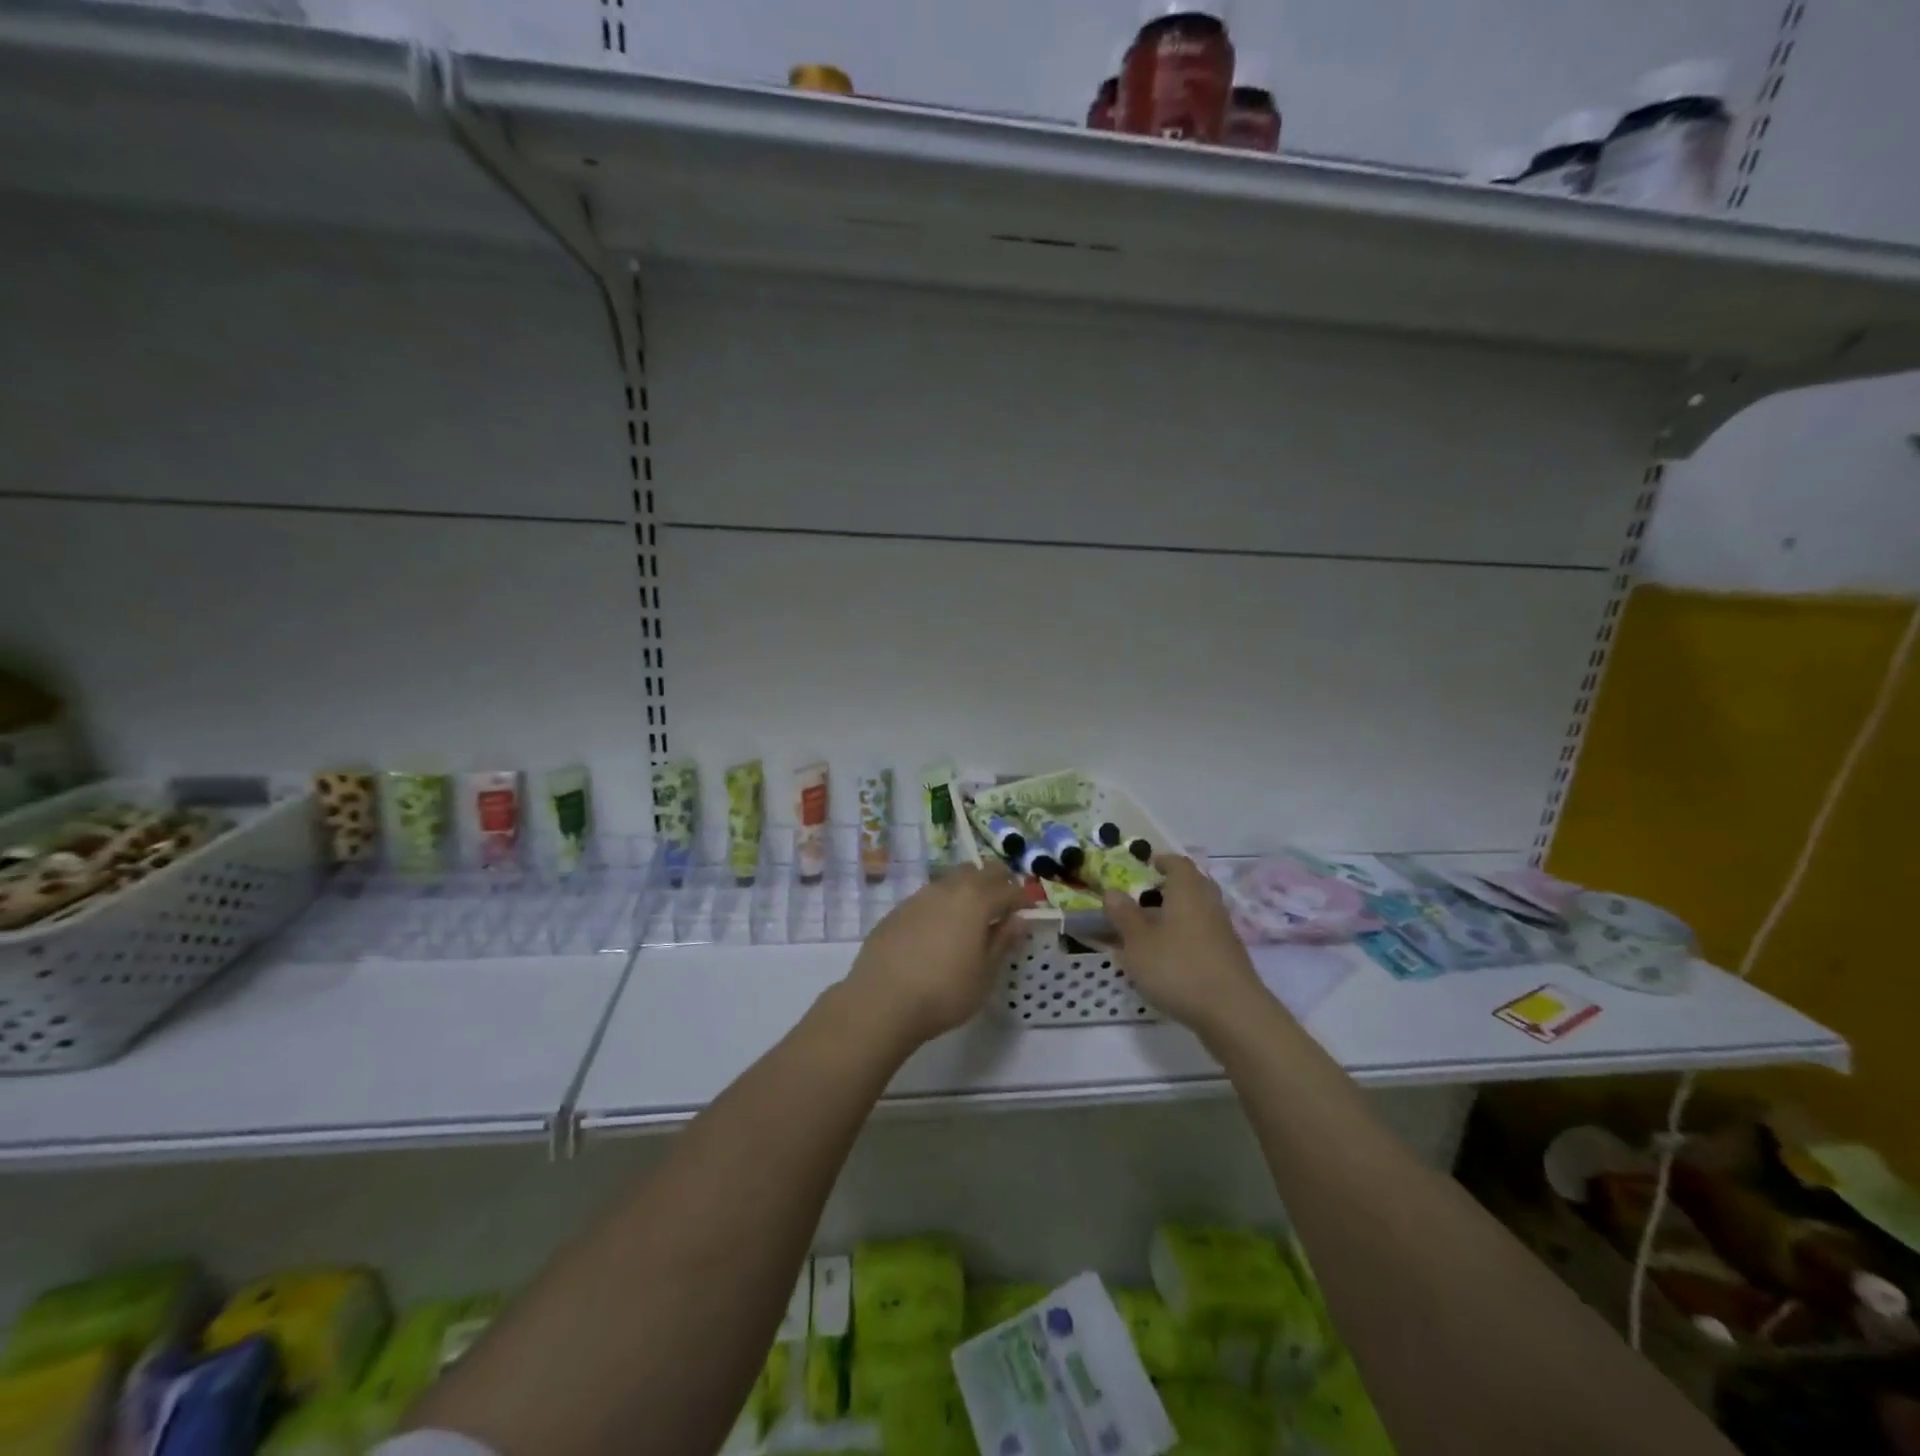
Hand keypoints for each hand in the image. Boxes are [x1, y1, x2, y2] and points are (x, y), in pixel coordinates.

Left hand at [843, 863, 1026, 1048]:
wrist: (882, 1000)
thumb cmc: (945, 991)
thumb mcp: (985, 974)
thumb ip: (1002, 942)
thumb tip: (1018, 920)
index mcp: (976, 900)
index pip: (1008, 889)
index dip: (1021, 899)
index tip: (1027, 913)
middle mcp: (948, 888)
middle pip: (979, 871)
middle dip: (996, 883)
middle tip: (1002, 908)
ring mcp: (919, 896)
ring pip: (951, 880)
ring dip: (966, 891)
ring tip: (969, 920)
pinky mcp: (897, 910)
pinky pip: (928, 898)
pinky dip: (941, 906)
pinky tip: (937, 932)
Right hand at [1104, 856, 1271, 1037]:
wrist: (1233, 1014)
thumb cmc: (1178, 968)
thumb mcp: (1138, 942)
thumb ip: (1124, 915)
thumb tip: (1113, 892)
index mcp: (1187, 891)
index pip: (1178, 863)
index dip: (1162, 861)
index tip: (1147, 864)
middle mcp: (1209, 905)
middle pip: (1192, 886)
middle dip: (1170, 887)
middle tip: (1146, 896)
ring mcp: (1223, 932)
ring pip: (1198, 912)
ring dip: (1177, 915)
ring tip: (1151, 930)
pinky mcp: (1229, 958)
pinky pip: (1204, 936)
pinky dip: (1186, 938)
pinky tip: (1169, 958)